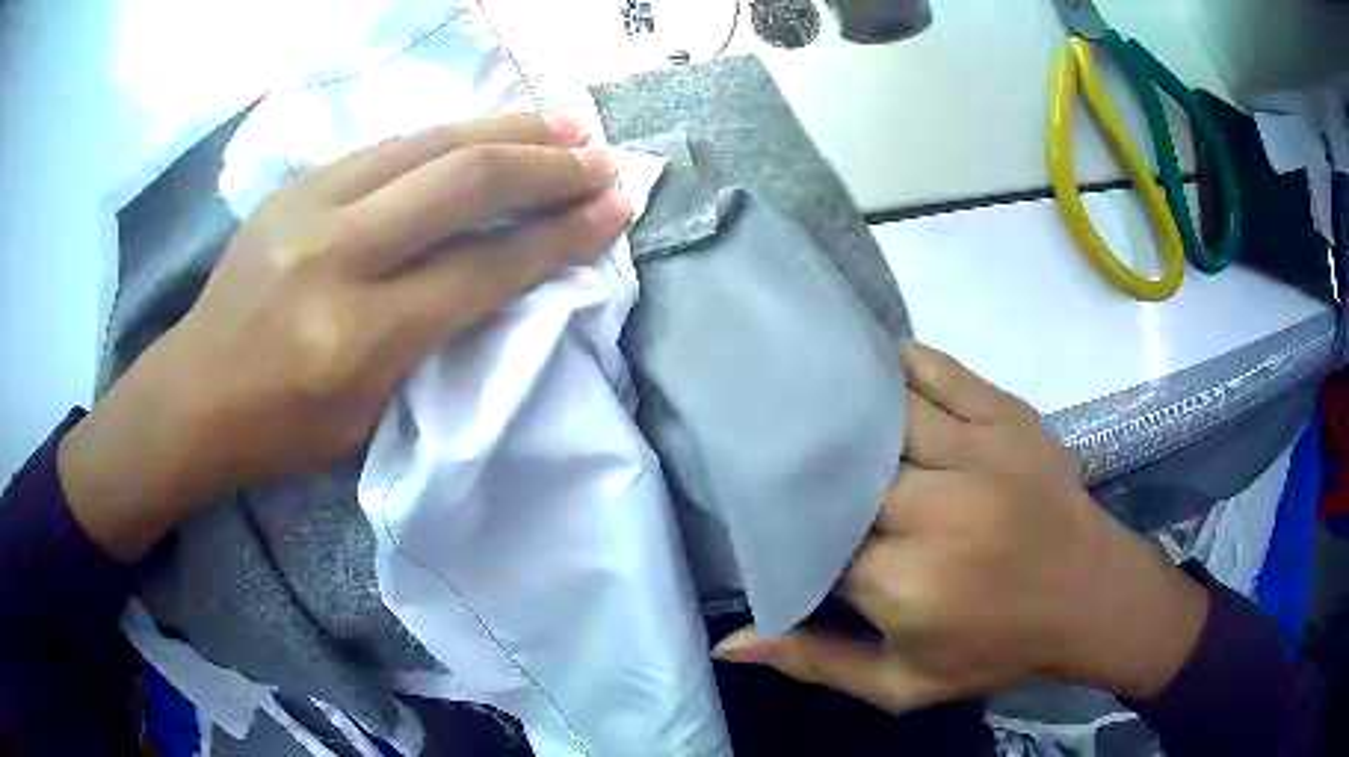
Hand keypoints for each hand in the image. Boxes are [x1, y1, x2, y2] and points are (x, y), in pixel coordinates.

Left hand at [58, 113, 630, 560]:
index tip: (617, 207)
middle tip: (601, 157)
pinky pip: (390, 147)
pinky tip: (484, 134)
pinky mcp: (296, 184)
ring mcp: (309, 205)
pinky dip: (450, 136)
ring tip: (563, 126)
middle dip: (547, 165)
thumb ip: (439, 335)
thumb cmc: (282, 430)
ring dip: (506, 129)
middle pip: (463, 181)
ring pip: (429, 142)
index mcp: (359, 337)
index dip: (561, 234)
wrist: (192, 395)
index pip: (485, 266)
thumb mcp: (372, 412)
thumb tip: (508, 271)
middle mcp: (336, 254)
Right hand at [714, 344, 1209, 708]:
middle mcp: (936, 510)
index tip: (773, 520)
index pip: (815, 537)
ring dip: (844, 406)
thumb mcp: (903, 685)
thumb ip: (816, 663)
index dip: (788, 524)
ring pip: (886, 411)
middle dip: (812, 464)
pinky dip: (899, 362)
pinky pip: (940, 370)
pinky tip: (869, 365)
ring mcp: (977, 453)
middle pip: (847, 469)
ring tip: (805, 394)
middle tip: (779, 454)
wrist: (1091, 597)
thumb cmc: (996, 649)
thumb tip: (730, 642)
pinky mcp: (1007, 417)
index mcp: (905, 584)